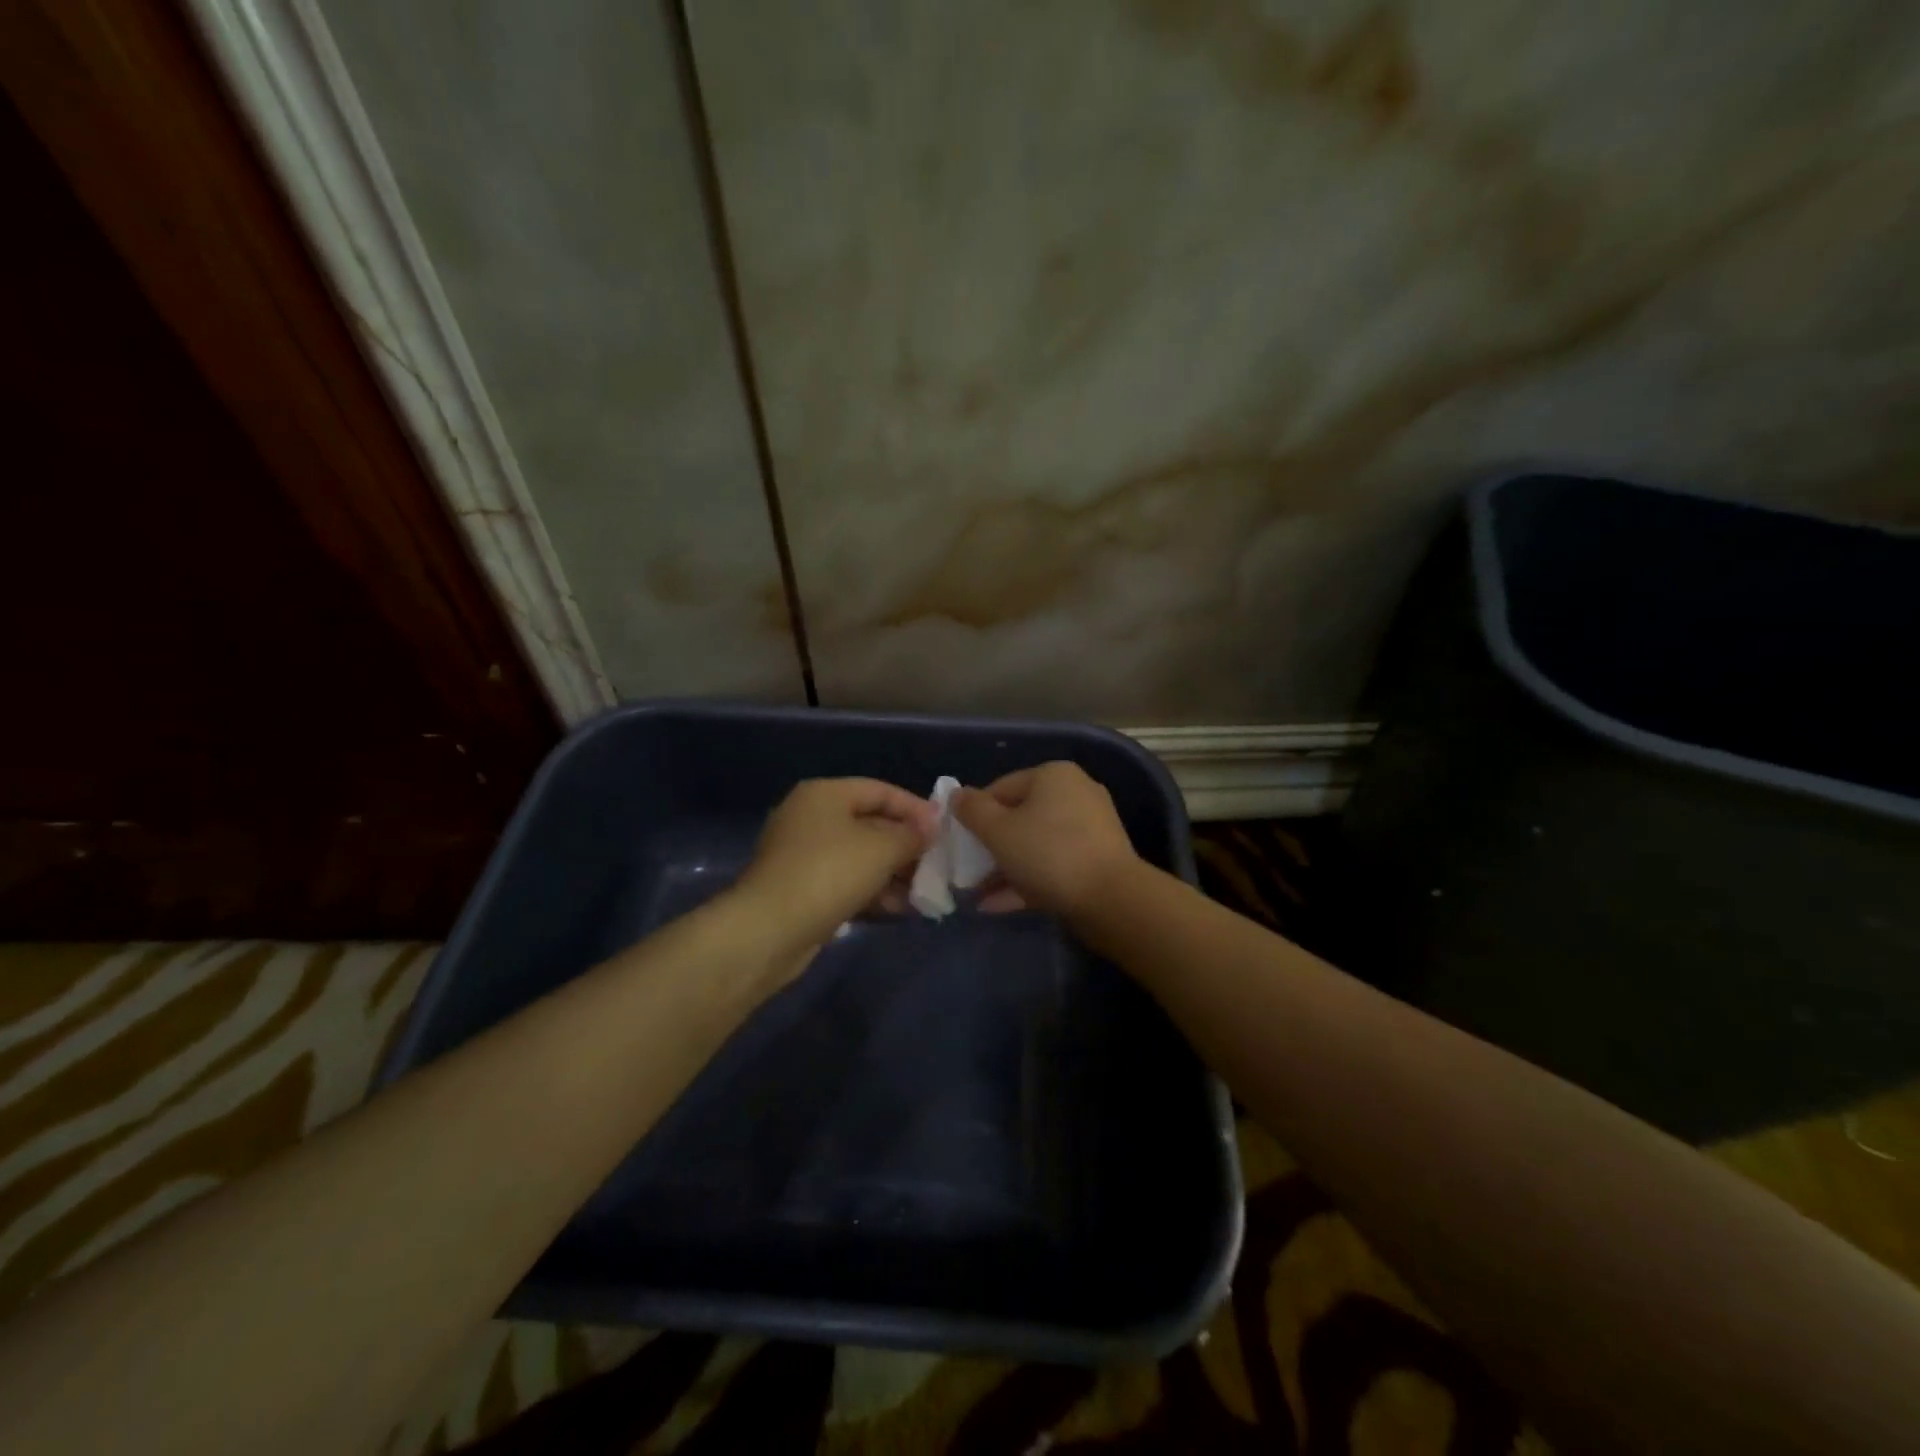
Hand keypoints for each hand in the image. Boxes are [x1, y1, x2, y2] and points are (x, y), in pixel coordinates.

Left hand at [733, 778, 934, 956]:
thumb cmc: (829, 873)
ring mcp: (802, 855)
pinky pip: (846, 882)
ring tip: (923, 893)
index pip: (881, 790)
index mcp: (825, 795)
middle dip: (906, 846)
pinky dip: (872, 892)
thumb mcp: (882, 848)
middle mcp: (810, 817)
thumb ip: (912, 835)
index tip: (944, 831)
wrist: (769, 931)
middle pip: (871, 824)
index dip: (915, 808)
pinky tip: (898, 910)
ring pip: (860, 857)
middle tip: (936, 866)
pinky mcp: (800, 889)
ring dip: (893, 874)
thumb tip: (931, 828)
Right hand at [953, 762, 1141, 919]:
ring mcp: (1090, 828)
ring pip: (1035, 844)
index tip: (958, 843)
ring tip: (977, 894)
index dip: (974, 814)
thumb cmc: (1048, 853)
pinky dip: (1026, 880)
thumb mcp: (998, 830)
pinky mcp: (1097, 860)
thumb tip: (957, 795)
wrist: (1112, 899)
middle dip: (989, 846)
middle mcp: (1075, 793)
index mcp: (1052, 775)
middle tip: (967, 870)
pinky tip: (998, 904)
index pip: (1001, 787)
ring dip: (1004, 867)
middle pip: (1019, 816)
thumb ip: (972, 810)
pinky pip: (1053, 864)